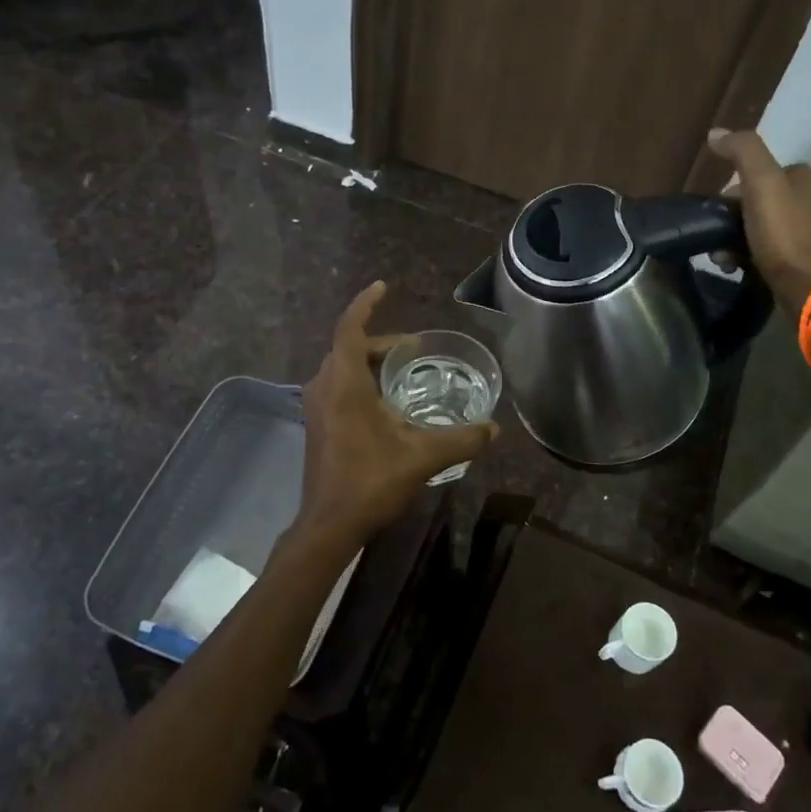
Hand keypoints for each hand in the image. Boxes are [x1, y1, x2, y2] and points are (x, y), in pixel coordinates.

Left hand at [294, 282, 497, 551]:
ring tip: (403, 368)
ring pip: (341, 368)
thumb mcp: (422, 456)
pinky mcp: (318, 425)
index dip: (366, 304)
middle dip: (379, 339)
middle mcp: (323, 387)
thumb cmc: (370, 481)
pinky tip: (386, 401)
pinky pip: (338, 386)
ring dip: (369, 361)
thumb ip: (461, 439)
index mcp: (343, 382)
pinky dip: (360, 380)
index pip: (350, 327)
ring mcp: (316, 407)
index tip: (383, 286)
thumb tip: (494, 429)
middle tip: (413, 346)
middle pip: (348, 347)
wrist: (329, 525)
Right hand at [707, 129, 810, 311]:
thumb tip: (715, 133)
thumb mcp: (761, 184)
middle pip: (760, 201)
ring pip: (763, 226)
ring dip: (737, 239)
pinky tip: (738, 267)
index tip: (718, 209)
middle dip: (733, 218)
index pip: (760, 173)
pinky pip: (772, 249)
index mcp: (806, 177)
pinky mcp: (809, 259)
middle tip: (716, 238)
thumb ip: (742, 152)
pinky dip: (751, 255)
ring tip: (722, 258)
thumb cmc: (785, 234)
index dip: (733, 190)